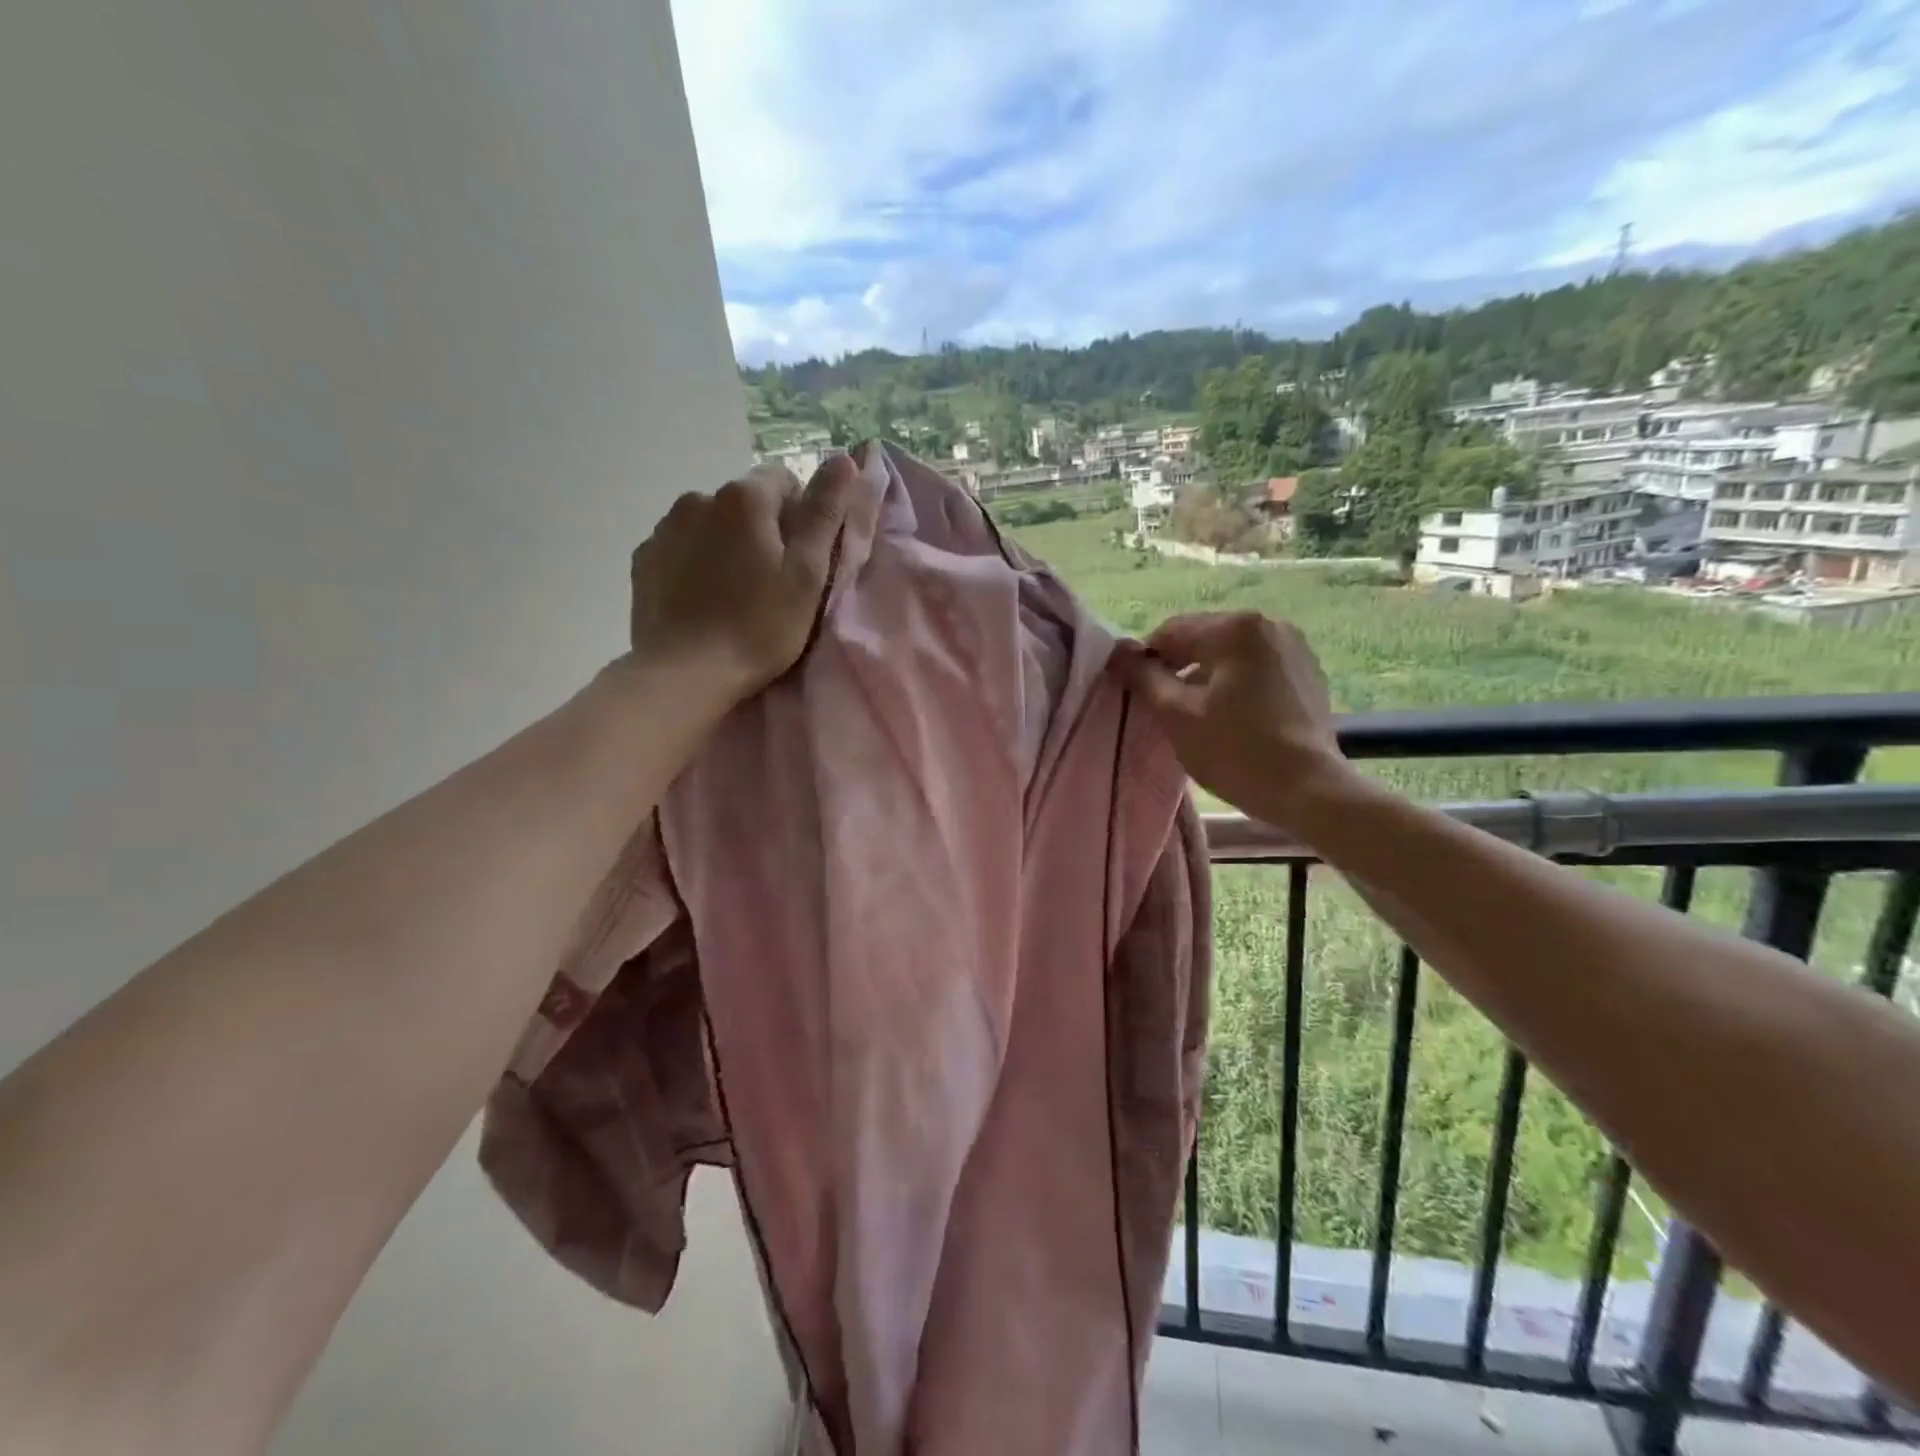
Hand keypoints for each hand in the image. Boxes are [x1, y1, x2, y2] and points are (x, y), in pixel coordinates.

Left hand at [629, 446, 874, 706]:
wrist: (685, 674)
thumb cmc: (759, 627)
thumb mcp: (806, 573)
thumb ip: (824, 512)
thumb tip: (843, 458)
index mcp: (744, 498)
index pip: (784, 479)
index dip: (801, 515)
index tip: (802, 558)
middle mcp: (698, 498)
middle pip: (745, 502)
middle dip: (762, 530)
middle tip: (771, 582)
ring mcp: (664, 528)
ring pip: (710, 523)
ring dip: (727, 544)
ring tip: (734, 593)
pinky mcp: (644, 560)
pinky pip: (681, 547)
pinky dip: (696, 562)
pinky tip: (703, 599)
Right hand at [1117, 611, 1351, 824]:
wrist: (1308, 790)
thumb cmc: (1234, 751)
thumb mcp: (1176, 715)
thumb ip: (1144, 678)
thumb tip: (1120, 654)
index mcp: (1234, 628)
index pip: (1171, 631)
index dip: (1146, 660)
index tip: (1137, 693)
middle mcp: (1268, 624)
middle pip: (1203, 638)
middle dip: (1179, 667)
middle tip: (1165, 707)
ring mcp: (1293, 647)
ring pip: (1230, 654)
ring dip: (1207, 676)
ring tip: (1199, 714)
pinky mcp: (1307, 672)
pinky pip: (1256, 667)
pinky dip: (1237, 683)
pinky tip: (1233, 716)